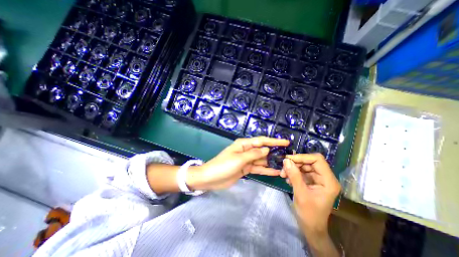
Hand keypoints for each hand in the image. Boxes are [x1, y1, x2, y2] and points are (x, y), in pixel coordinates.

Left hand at [185, 136, 284, 190]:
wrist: (210, 178)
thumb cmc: (223, 165)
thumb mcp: (239, 159)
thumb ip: (254, 154)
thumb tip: (267, 149)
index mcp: (243, 144)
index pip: (261, 141)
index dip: (274, 141)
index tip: (286, 142)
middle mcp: (246, 150)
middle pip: (263, 150)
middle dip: (274, 152)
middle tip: (288, 155)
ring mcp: (246, 160)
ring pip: (261, 160)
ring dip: (271, 162)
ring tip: (285, 164)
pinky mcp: (245, 169)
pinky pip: (257, 168)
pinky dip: (265, 170)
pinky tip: (275, 172)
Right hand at [282, 153, 341, 236]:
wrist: (310, 227)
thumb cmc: (309, 214)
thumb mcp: (301, 194)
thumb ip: (294, 175)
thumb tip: (286, 160)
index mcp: (328, 181)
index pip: (317, 160)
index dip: (303, 157)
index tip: (288, 159)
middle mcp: (325, 177)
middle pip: (309, 162)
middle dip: (295, 163)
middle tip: (283, 168)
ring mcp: (317, 179)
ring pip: (303, 166)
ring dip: (292, 168)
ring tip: (283, 174)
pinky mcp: (311, 181)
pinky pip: (301, 172)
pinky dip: (293, 173)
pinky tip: (287, 179)